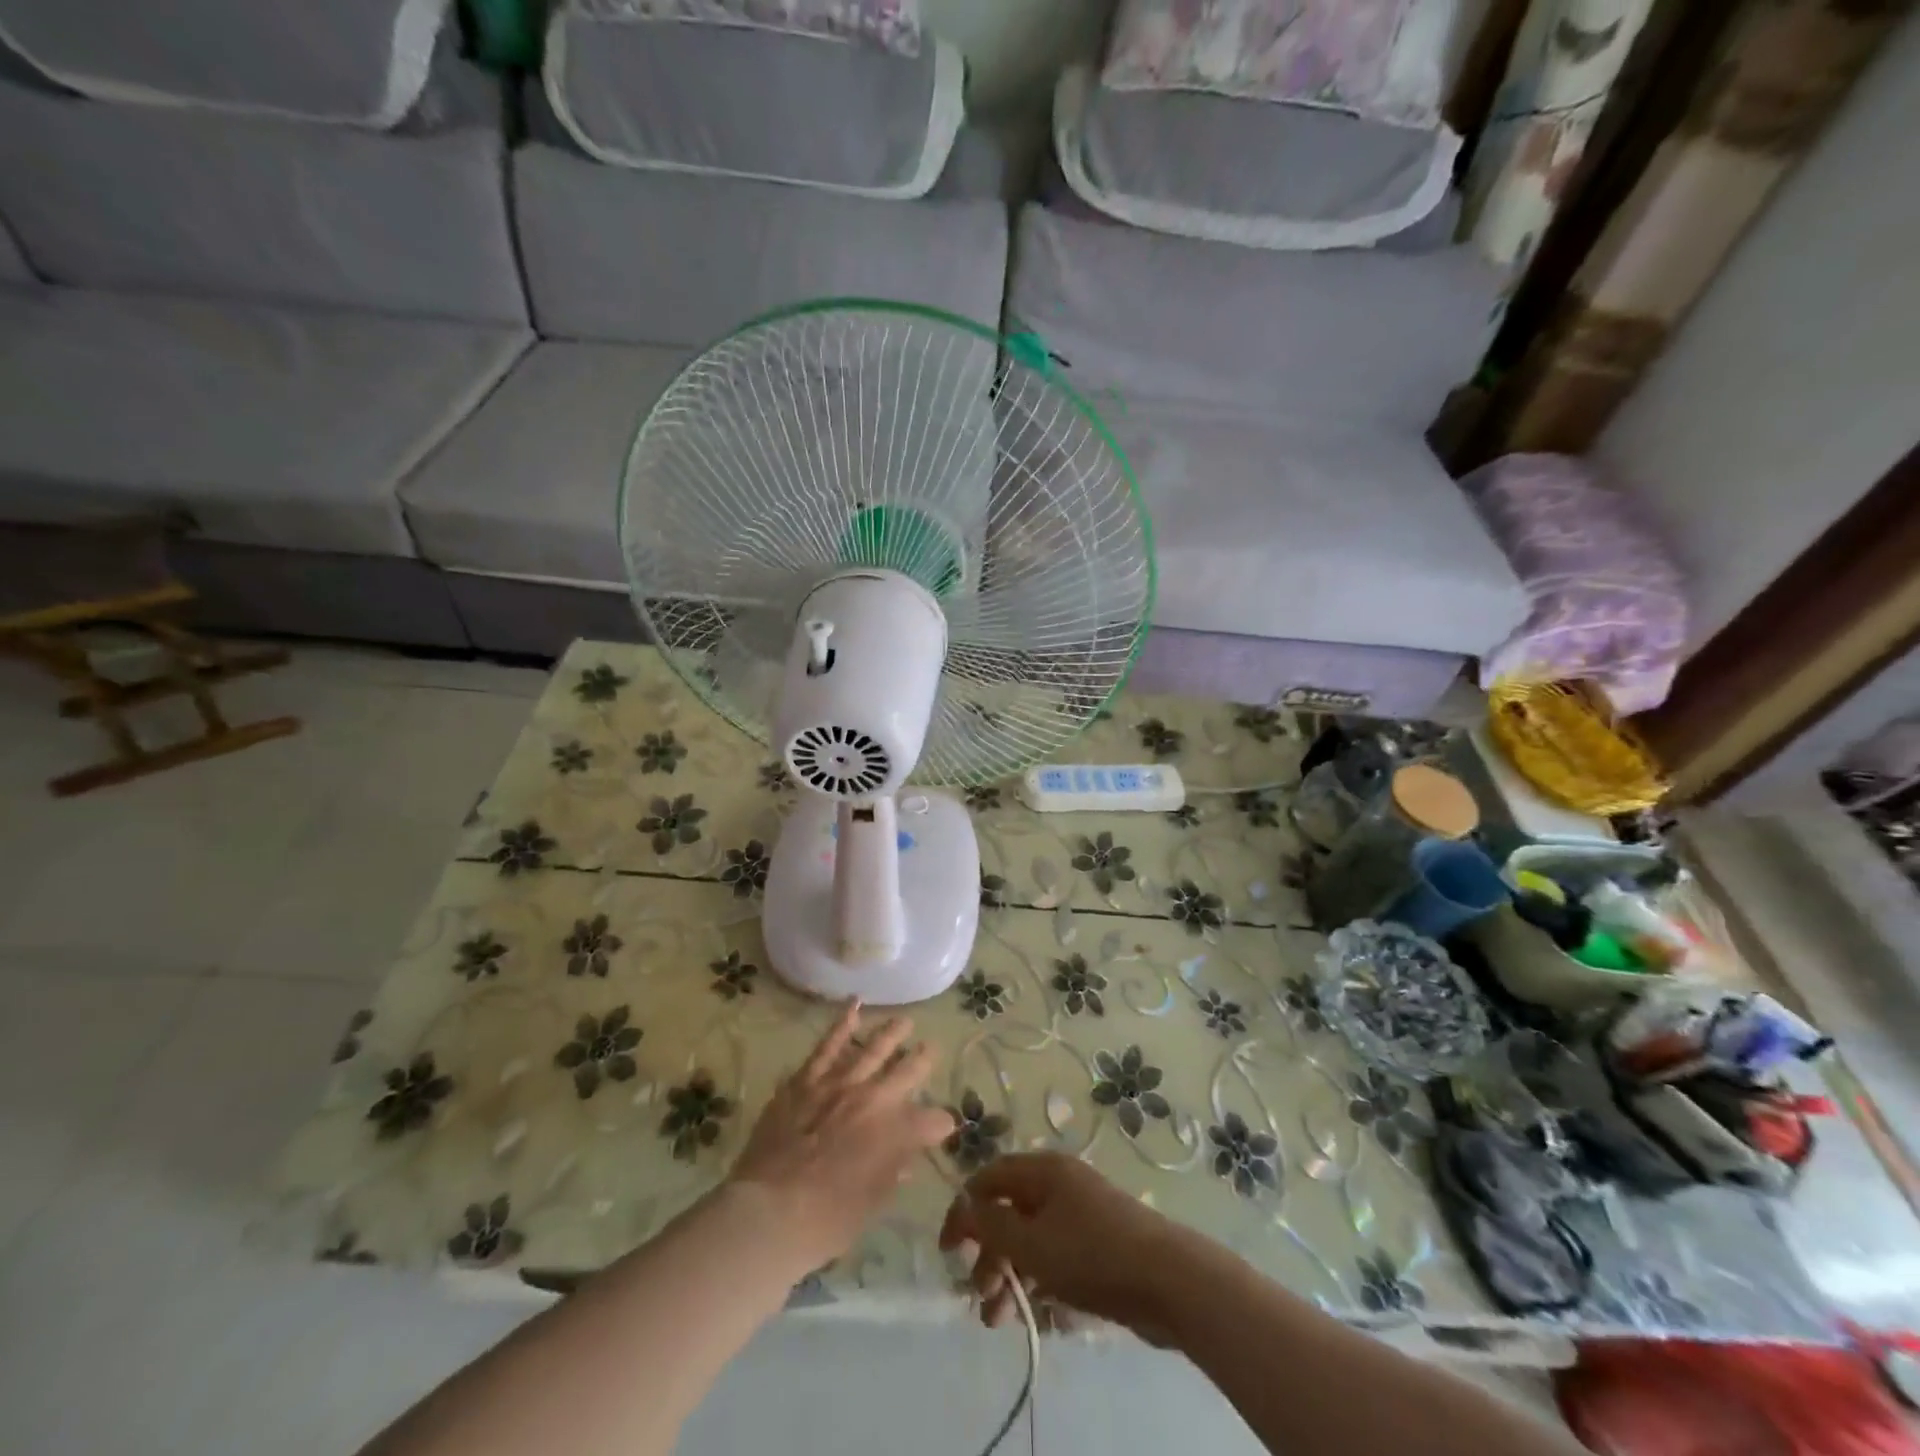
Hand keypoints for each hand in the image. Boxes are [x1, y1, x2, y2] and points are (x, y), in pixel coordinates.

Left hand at [726, 1001, 954, 1270]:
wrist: (770, 1212)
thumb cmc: (826, 1220)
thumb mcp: (871, 1204)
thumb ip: (891, 1173)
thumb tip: (905, 1158)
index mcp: (897, 1133)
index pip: (932, 1121)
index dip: (940, 1124)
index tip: (942, 1126)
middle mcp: (875, 1099)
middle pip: (908, 1071)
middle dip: (923, 1060)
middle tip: (931, 1049)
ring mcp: (839, 1083)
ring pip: (872, 1048)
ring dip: (892, 1034)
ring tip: (904, 1022)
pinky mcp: (808, 1079)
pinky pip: (828, 1045)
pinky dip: (842, 1023)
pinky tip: (854, 1006)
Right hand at [938, 1152, 1183, 1338]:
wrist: (1169, 1281)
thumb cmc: (1091, 1253)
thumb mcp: (1030, 1241)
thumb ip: (989, 1224)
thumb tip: (963, 1206)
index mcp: (1043, 1170)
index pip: (990, 1177)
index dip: (964, 1209)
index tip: (947, 1251)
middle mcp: (1061, 1185)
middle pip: (1010, 1212)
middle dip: (989, 1255)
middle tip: (979, 1296)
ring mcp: (1083, 1215)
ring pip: (1033, 1241)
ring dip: (1011, 1277)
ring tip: (1000, 1321)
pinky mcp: (1100, 1247)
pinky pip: (1058, 1260)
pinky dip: (1042, 1285)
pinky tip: (1041, 1318)